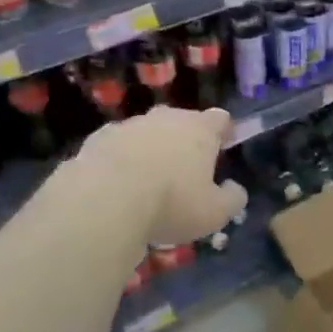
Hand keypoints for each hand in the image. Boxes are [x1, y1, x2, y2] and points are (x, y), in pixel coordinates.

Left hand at [74, 106, 247, 246]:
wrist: (104, 200)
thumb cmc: (171, 203)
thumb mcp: (215, 213)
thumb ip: (232, 199)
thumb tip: (234, 189)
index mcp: (199, 130)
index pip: (220, 118)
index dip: (224, 130)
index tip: (225, 144)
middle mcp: (166, 118)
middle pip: (181, 120)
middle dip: (185, 139)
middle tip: (186, 167)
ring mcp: (129, 125)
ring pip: (147, 132)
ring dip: (151, 148)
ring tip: (148, 179)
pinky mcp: (98, 139)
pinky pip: (117, 145)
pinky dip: (121, 158)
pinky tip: (118, 183)